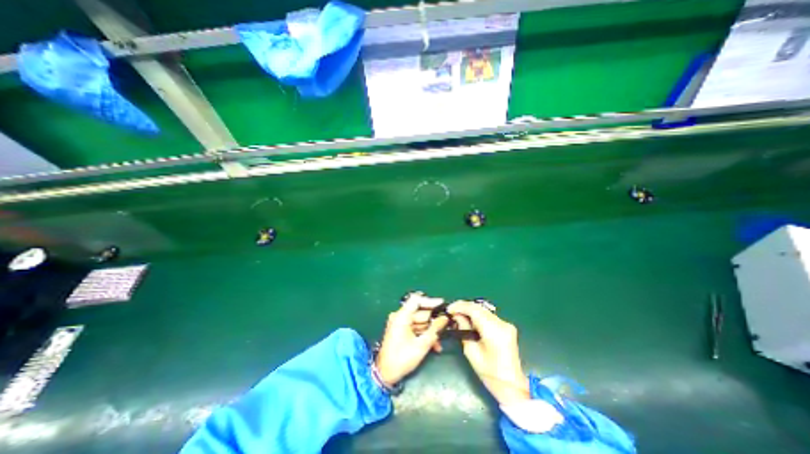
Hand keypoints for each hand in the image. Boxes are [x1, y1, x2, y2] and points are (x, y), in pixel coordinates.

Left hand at [375, 295, 449, 386]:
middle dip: (433, 322)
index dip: (430, 301)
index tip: (442, 304)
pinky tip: (433, 345)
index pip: (416, 300)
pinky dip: (423, 334)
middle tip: (445, 327)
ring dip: (430, 331)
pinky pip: (415, 327)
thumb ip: (434, 329)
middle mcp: (399, 316)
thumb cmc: (402, 359)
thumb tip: (445, 318)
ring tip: (438, 343)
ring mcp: (399, 323)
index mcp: (401, 316)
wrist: (385, 374)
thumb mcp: (422, 345)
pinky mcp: (400, 330)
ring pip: (420, 322)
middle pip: (420, 312)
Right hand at [442, 301, 532, 404]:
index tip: (449, 309)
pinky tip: (469, 319)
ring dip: (470, 310)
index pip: (474, 310)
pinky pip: (488, 315)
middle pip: (479, 307)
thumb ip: (463, 330)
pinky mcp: (506, 326)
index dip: (460, 306)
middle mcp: (502, 323)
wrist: (512, 386)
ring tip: (458, 314)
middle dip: (464, 306)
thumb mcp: (471, 352)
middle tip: (451, 311)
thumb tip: (456, 316)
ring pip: (483, 310)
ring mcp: (506, 324)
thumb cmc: (490, 373)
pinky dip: (477, 315)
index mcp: (494, 331)